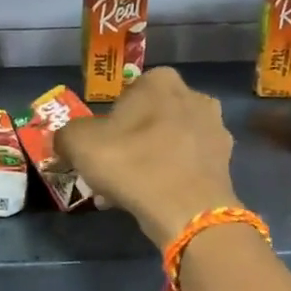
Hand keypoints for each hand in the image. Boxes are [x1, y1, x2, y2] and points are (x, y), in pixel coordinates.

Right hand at [55, 67, 241, 248]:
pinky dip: (170, 177)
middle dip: (131, 144)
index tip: (99, 153)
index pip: (124, 99)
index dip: (107, 127)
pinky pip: (186, 165)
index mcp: (160, 80)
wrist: (187, 209)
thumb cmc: (132, 164)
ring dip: (150, 162)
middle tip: (113, 174)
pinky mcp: (225, 161)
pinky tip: (155, 200)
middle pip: (149, 121)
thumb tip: (65, 142)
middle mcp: (193, 96)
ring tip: (131, 193)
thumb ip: (66, 136)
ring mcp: (215, 128)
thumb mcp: (79, 144)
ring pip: (169, 143)